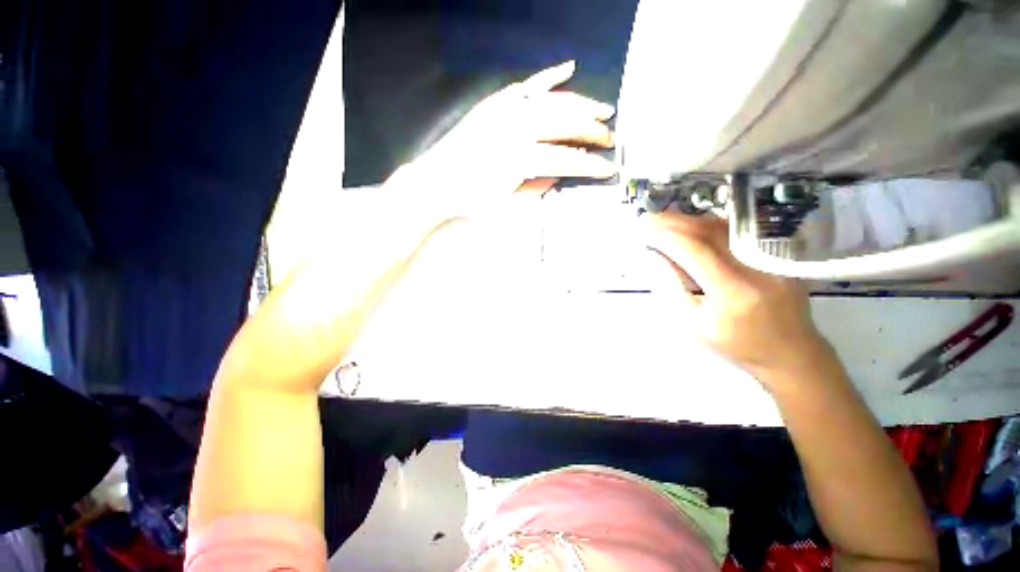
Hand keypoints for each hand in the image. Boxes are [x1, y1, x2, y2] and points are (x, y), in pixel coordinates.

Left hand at [385, 61, 616, 217]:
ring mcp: (505, 110)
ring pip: (553, 101)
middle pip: (565, 123)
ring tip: (602, 109)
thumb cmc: (471, 199)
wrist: (436, 182)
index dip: (591, 165)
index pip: (567, 159)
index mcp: (521, 158)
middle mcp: (517, 128)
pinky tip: (568, 69)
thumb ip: (537, 189)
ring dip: (582, 103)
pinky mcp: (496, 103)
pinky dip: (549, 76)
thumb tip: (560, 176)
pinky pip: (528, 85)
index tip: (608, 168)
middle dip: (593, 131)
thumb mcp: (507, 204)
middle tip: (610, 138)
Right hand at [645, 213, 835, 385]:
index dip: (667, 237)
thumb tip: (657, 257)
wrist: (790, 351)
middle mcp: (755, 268)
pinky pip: (736, 232)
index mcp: (732, 293)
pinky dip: (708, 225)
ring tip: (663, 220)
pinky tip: (690, 226)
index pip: (695, 251)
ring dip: (689, 220)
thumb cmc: (735, 344)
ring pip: (723, 227)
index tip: (644, 230)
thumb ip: (672, 289)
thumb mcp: (692, 325)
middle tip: (648, 218)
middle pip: (709, 232)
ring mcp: (770, 258)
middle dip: (673, 222)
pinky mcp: (777, 254)